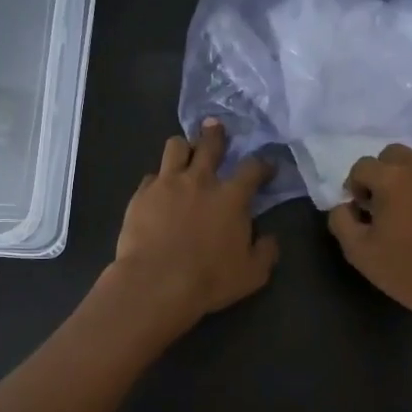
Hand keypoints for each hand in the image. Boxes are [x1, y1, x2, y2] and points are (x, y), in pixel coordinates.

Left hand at [102, 120, 276, 334]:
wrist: (156, 283)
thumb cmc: (209, 280)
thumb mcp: (252, 274)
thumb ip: (265, 252)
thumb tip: (269, 238)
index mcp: (231, 197)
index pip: (253, 168)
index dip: (263, 165)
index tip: (267, 167)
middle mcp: (200, 180)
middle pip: (210, 144)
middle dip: (216, 134)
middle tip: (217, 128)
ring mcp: (167, 183)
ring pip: (176, 147)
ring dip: (184, 147)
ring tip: (184, 152)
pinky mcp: (141, 194)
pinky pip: (151, 176)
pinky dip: (159, 179)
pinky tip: (159, 189)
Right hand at [328, 145, 411, 331]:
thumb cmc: (406, 271)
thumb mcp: (358, 252)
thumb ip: (341, 219)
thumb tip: (345, 204)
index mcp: (392, 177)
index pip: (362, 166)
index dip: (356, 186)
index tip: (363, 209)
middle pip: (394, 154)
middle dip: (384, 173)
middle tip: (387, 203)